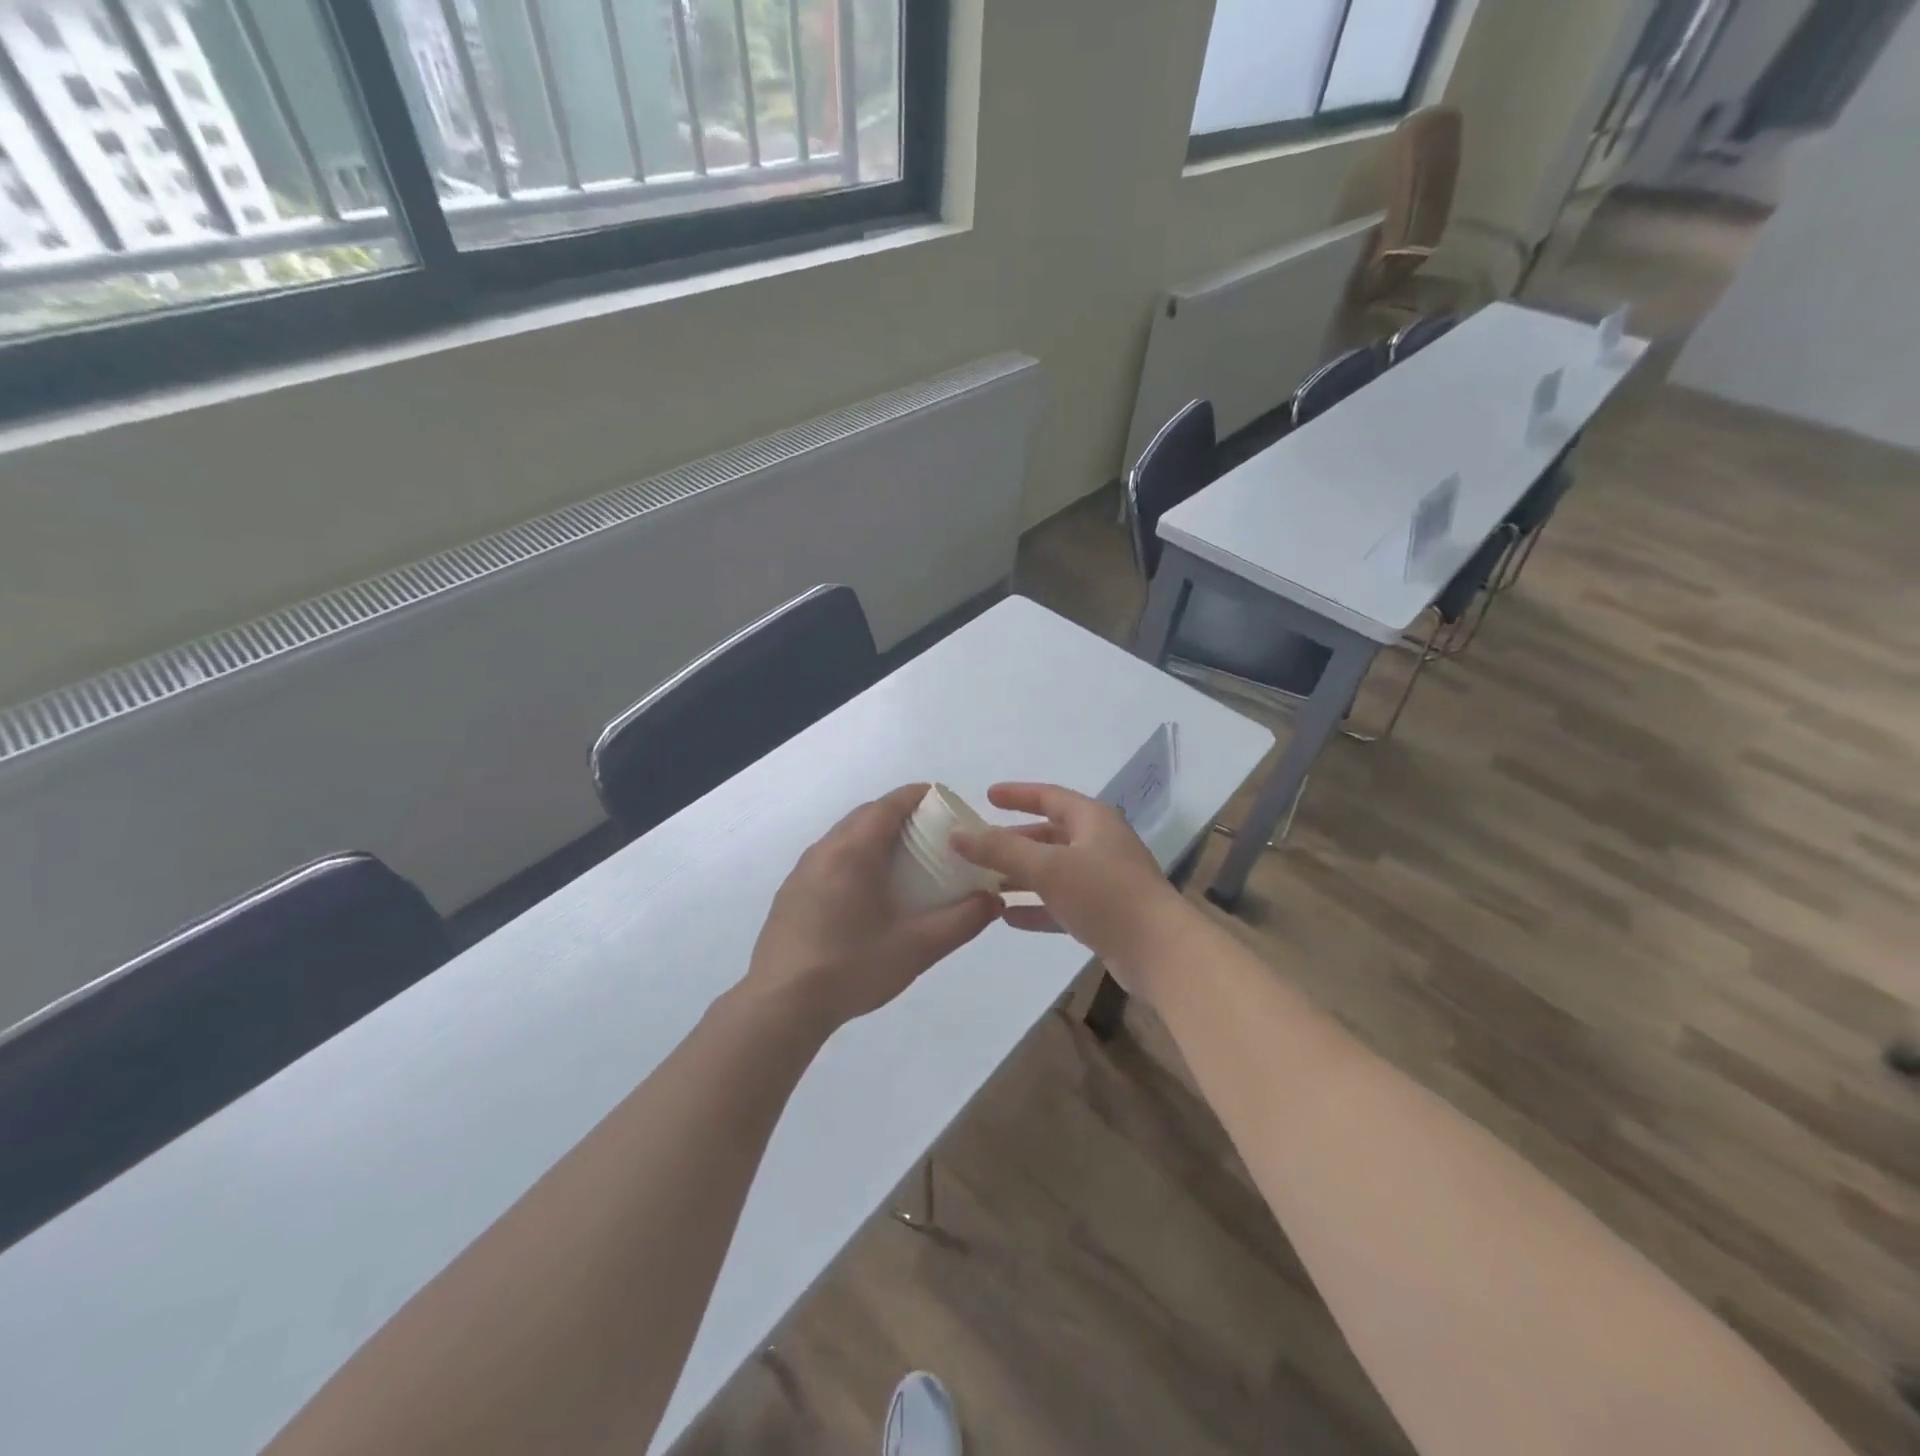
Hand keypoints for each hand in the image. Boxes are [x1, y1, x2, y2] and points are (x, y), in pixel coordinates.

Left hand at [746, 784, 999, 1032]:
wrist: (781, 1006)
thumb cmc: (851, 968)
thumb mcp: (916, 948)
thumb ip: (960, 921)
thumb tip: (993, 900)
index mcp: (853, 852)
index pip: (889, 804)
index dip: (919, 796)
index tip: (946, 804)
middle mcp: (824, 850)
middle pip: (866, 815)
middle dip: (901, 815)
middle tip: (933, 835)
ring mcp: (802, 870)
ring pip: (845, 836)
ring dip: (875, 836)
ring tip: (904, 862)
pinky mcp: (791, 892)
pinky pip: (830, 858)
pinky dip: (855, 857)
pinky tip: (868, 892)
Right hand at [949, 783, 1192, 989]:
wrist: (1160, 952)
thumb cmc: (1105, 895)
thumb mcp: (1047, 868)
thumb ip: (1000, 850)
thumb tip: (956, 833)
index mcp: (1093, 821)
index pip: (1050, 796)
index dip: (1018, 794)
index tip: (987, 796)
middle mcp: (1100, 845)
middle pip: (1050, 835)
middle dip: (1015, 841)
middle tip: (980, 846)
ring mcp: (1104, 881)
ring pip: (1054, 871)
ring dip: (1022, 876)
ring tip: (985, 882)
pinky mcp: (1104, 915)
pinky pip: (1062, 903)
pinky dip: (1036, 907)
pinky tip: (1007, 917)